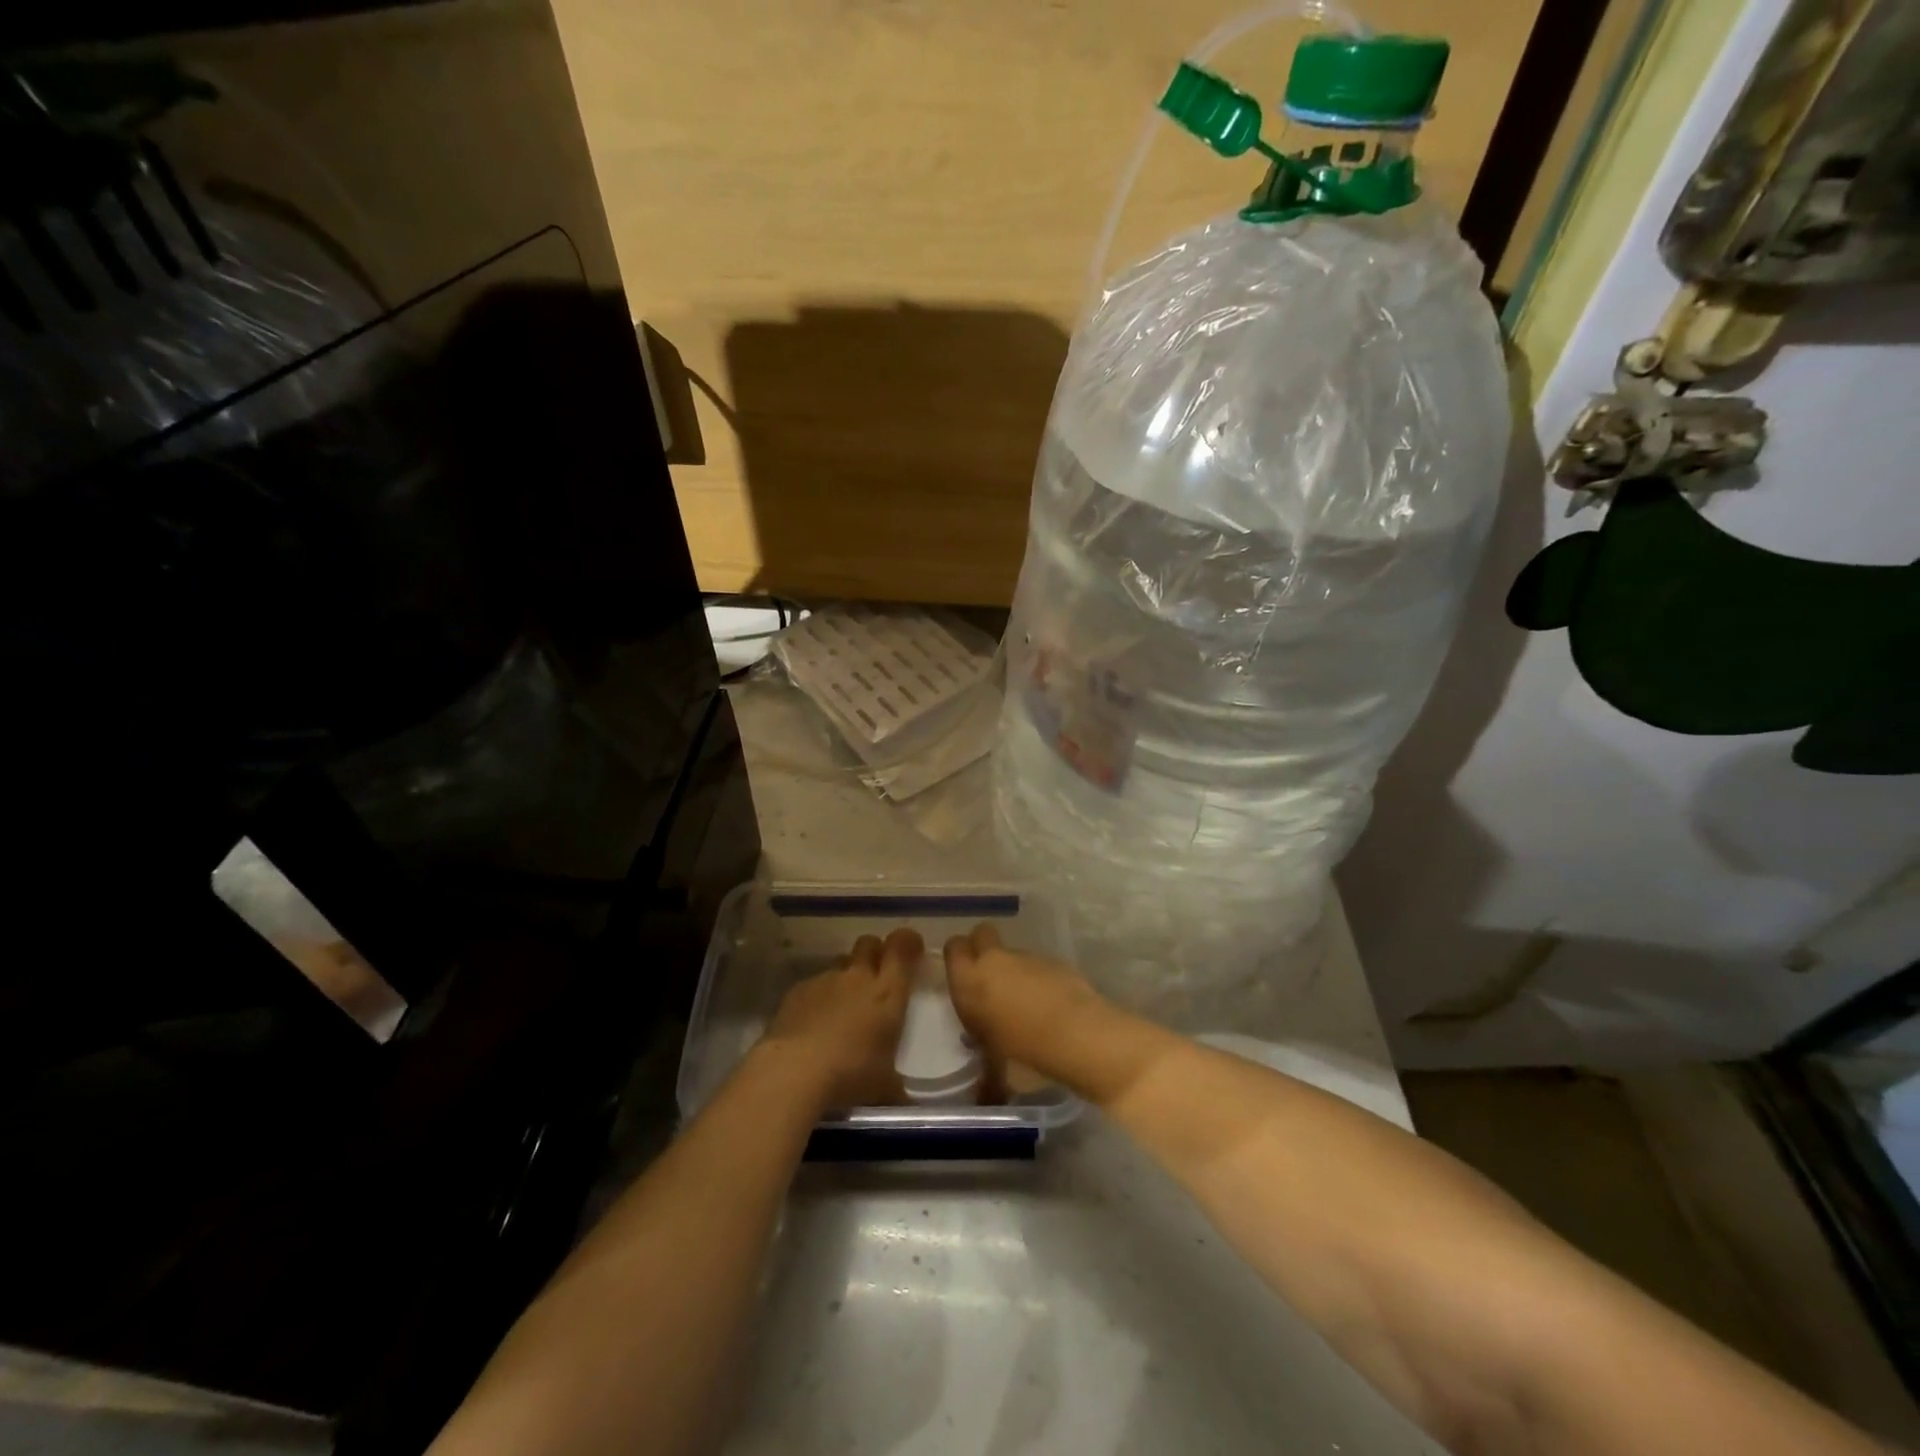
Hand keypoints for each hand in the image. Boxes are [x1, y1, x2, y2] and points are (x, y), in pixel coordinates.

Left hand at [760, 928, 920, 1111]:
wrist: (794, 1071)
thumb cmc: (850, 1075)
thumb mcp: (884, 1087)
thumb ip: (897, 1085)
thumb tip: (905, 1102)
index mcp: (888, 993)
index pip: (902, 946)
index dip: (907, 941)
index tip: (910, 949)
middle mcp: (858, 977)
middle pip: (869, 943)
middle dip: (875, 952)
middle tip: (876, 974)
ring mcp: (825, 980)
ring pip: (841, 963)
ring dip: (846, 976)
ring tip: (842, 1005)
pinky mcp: (798, 990)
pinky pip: (815, 983)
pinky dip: (819, 996)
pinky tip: (813, 1022)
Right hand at [942, 923, 1107, 1073]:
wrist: (1077, 1036)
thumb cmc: (1025, 1053)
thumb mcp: (995, 1063)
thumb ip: (986, 1058)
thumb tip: (985, 1085)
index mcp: (970, 982)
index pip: (954, 947)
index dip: (959, 956)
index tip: (964, 975)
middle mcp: (994, 962)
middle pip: (982, 934)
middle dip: (983, 947)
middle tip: (991, 976)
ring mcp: (1026, 957)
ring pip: (1012, 952)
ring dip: (1015, 969)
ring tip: (1028, 1001)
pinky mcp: (1054, 960)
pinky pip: (1038, 965)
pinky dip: (1040, 978)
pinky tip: (1051, 1004)